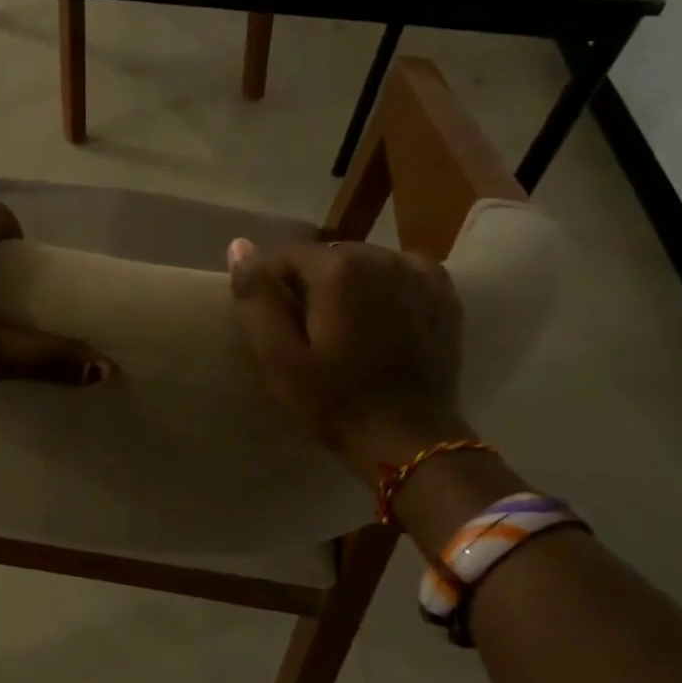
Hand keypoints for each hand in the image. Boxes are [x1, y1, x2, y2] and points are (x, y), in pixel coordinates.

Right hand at [227, 238, 468, 481]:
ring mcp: (417, 272)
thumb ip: (256, 297)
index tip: (282, 328)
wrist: (408, 438)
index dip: (275, 290)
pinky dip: (386, 288)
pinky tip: (384, 320)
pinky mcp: (442, 293)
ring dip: (350, 286)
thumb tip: (239, 245)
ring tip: (348, 330)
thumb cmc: (335, 399)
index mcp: (337, 268)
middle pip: (327, 256)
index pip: (286, 256)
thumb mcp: (279, 356)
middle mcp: (380, 256)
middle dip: (313, 286)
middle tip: (313, 334)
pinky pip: (400, 273)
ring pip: (364, 263)